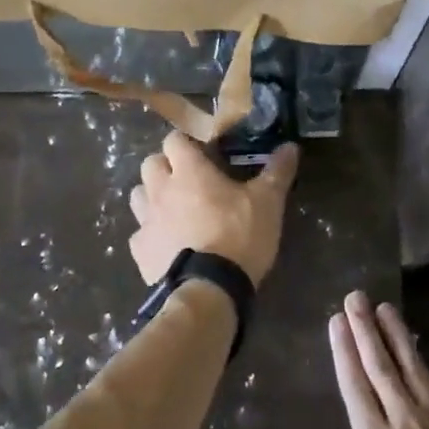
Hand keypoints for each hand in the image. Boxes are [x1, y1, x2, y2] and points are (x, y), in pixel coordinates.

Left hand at [127, 131, 299, 286]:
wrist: (209, 290)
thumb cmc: (239, 236)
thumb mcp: (267, 202)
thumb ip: (277, 172)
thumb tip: (290, 146)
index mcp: (189, 171)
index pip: (174, 139)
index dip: (186, 143)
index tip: (203, 153)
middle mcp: (161, 189)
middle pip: (150, 163)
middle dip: (165, 166)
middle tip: (189, 180)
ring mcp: (146, 220)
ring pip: (138, 195)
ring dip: (153, 196)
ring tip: (174, 209)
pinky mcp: (140, 250)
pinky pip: (139, 233)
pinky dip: (151, 234)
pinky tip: (168, 244)